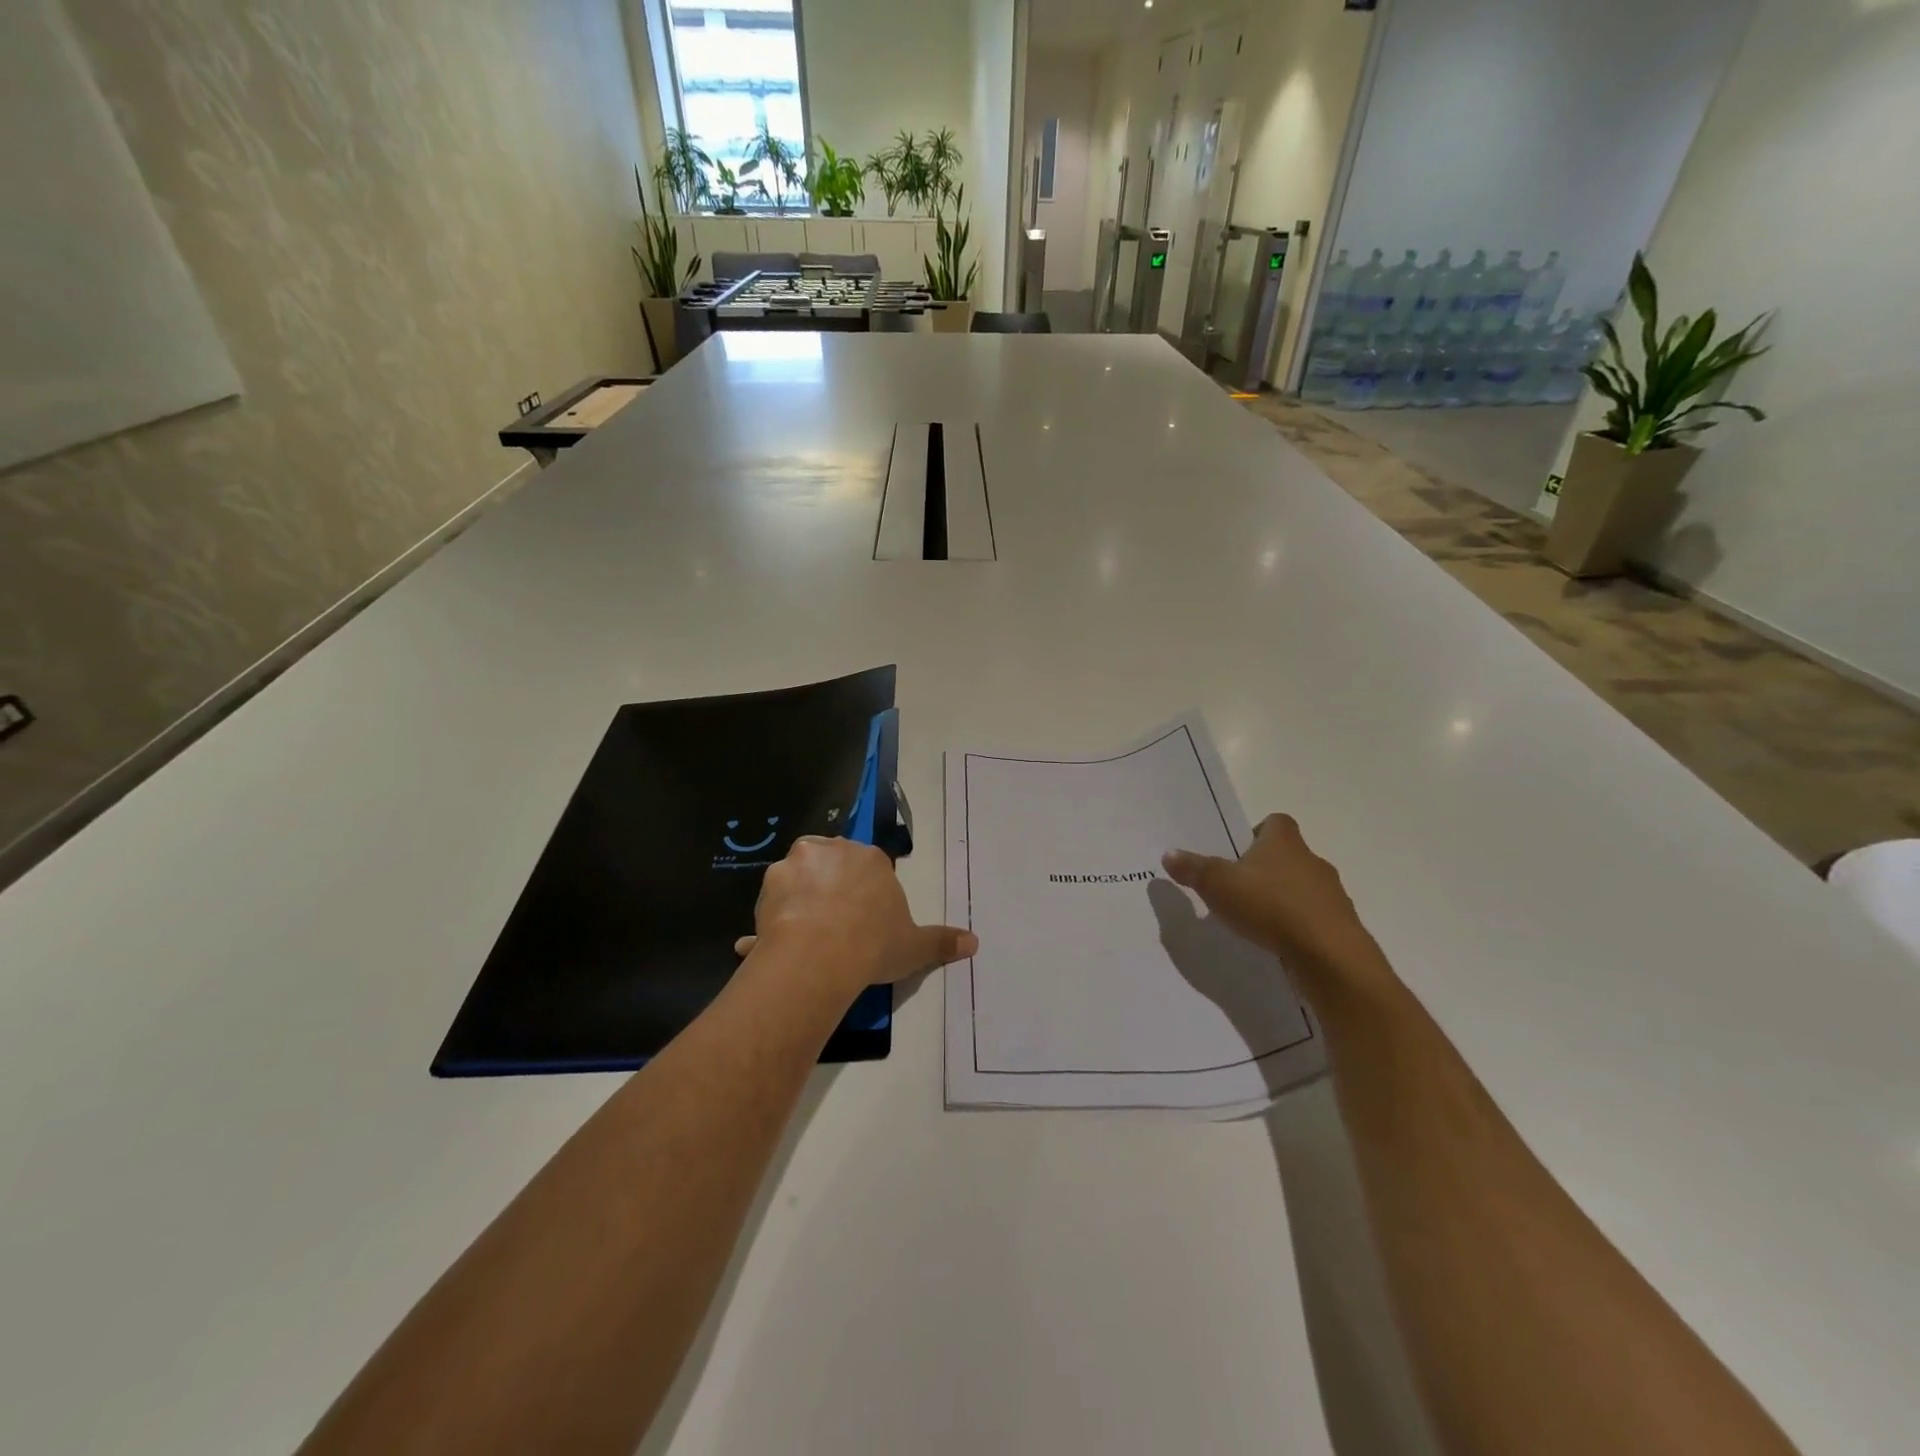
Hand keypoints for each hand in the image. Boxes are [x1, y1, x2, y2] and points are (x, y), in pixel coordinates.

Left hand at [735, 836, 976, 1001]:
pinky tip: (773, 944)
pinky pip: (772, 902)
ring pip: (798, 879)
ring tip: (802, 939)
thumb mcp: (914, 946)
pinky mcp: (769, 884)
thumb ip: (942, 941)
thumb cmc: (874, 943)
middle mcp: (832, 850)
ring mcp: (796, 864)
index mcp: (870, 857)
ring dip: (798, 900)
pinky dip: (771, 920)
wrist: (821, 954)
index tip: (862, 923)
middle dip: (830, 890)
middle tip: (833, 928)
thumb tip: (974, 942)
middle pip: (831, 865)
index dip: (864, 895)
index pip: (867, 868)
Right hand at [1162, 814, 1388, 996]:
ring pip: (1301, 888)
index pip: (1275, 822)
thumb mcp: (1218, 885)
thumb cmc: (1270, 906)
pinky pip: (1313, 918)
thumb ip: (1193, 869)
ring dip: (1282, 898)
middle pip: (1287, 855)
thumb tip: (1169, 853)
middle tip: (1237, 888)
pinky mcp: (1340, 926)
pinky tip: (1276, 942)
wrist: (1329, 956)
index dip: (1256, 832)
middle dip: (1264, 869)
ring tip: (1254, 919)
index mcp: (1284, 841)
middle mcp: (1312, 860)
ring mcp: (1330, 894)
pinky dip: (1296, 925)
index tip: (1237, 852)